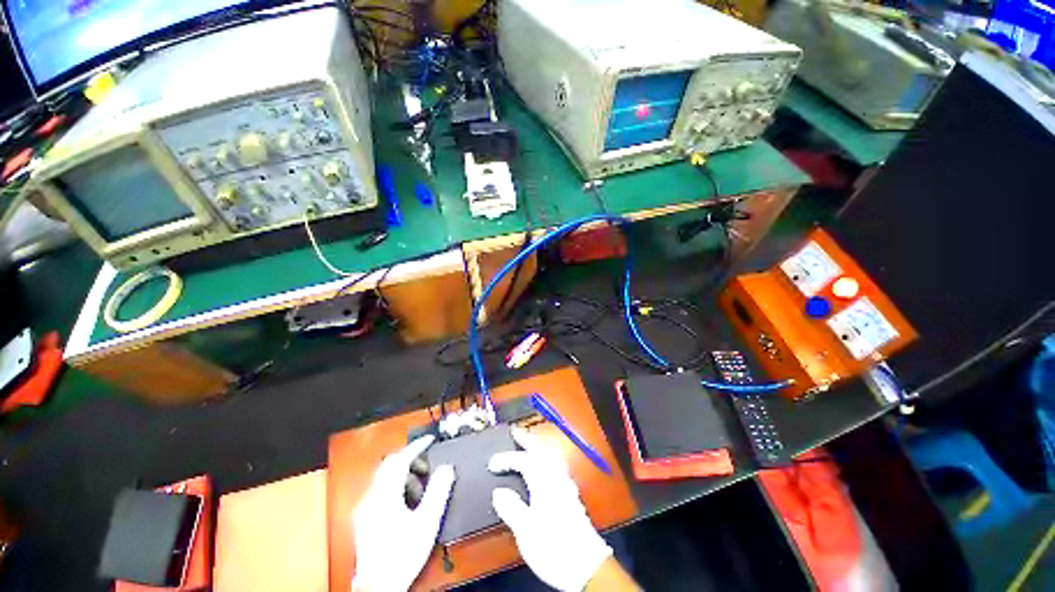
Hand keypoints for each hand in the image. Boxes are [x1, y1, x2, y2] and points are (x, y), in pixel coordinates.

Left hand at [352, 435, 454, 591]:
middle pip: (389, 465)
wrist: (379, 586)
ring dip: (404, 475)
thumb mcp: (427, 521)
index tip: (430, 439)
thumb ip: (438, 491)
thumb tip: (446, 468)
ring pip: (385, 478)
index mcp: (385, 495)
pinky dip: (396, 487)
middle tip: (427, 466)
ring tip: (420, 490)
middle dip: (410, 460)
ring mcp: (364, 508)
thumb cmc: (404, 553)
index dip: (417, 446)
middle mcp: (370, 497)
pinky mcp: (363, 518)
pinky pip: (380, 490)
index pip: (400, 459)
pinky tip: (406, 503)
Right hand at [489, 427, 612, 591]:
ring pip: (550, 457)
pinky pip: (556, 467)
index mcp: (544, 482)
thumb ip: (512, 508)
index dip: (507, 459)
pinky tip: (544, 466)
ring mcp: (565, 485)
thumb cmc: (553, 546)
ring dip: (537, 448)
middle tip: (515, 433)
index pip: (524, 461)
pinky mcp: (570, 495)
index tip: (492, 463)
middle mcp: (556, 478)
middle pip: (541, 452)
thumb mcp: (526, 530)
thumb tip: (499, 492)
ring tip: (527, 444)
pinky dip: (546, 459)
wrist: (585, 564)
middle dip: (527, 440)